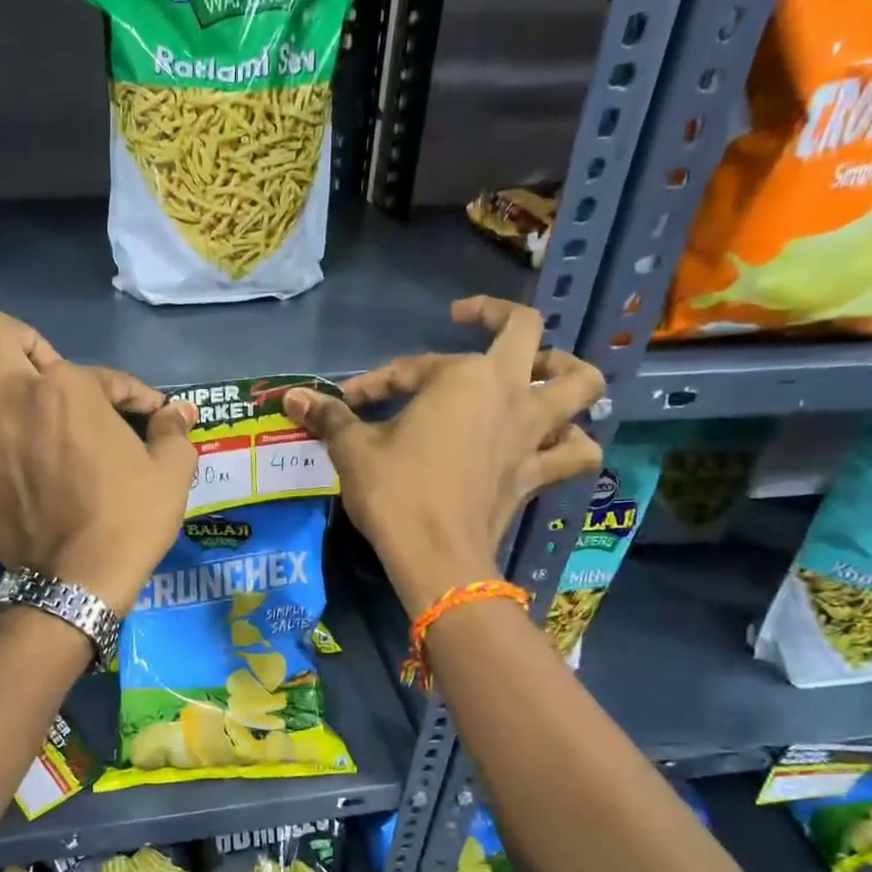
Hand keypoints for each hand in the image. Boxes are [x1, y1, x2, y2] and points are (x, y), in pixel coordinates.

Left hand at [0, 311, 198, 612]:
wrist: (82, 580)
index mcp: (68, 390)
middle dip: (18, 344)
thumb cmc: (131, 520)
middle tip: (37, 376)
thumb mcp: (172, 472)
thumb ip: (174, 432)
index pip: (102, 372)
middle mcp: (11, 399)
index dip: (130, 391)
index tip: (145, 414)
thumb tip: (182, 412)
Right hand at [284, 297, 604, 612]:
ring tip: (544, 373)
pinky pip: (575, 453)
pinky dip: (573, 444)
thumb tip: (291, 397)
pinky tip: (558, 443)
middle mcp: (508, 392)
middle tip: (470, 319)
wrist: (435, 556)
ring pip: (581, 385)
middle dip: (498, 316)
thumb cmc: (395, 493)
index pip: (414, 367)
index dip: (377, 381)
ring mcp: (531, 432)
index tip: (348, 402)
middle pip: (527, 332)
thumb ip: (329, 417)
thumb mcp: (354, 449)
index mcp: (461, 377)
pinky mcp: (537, 473)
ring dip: (567, 372)